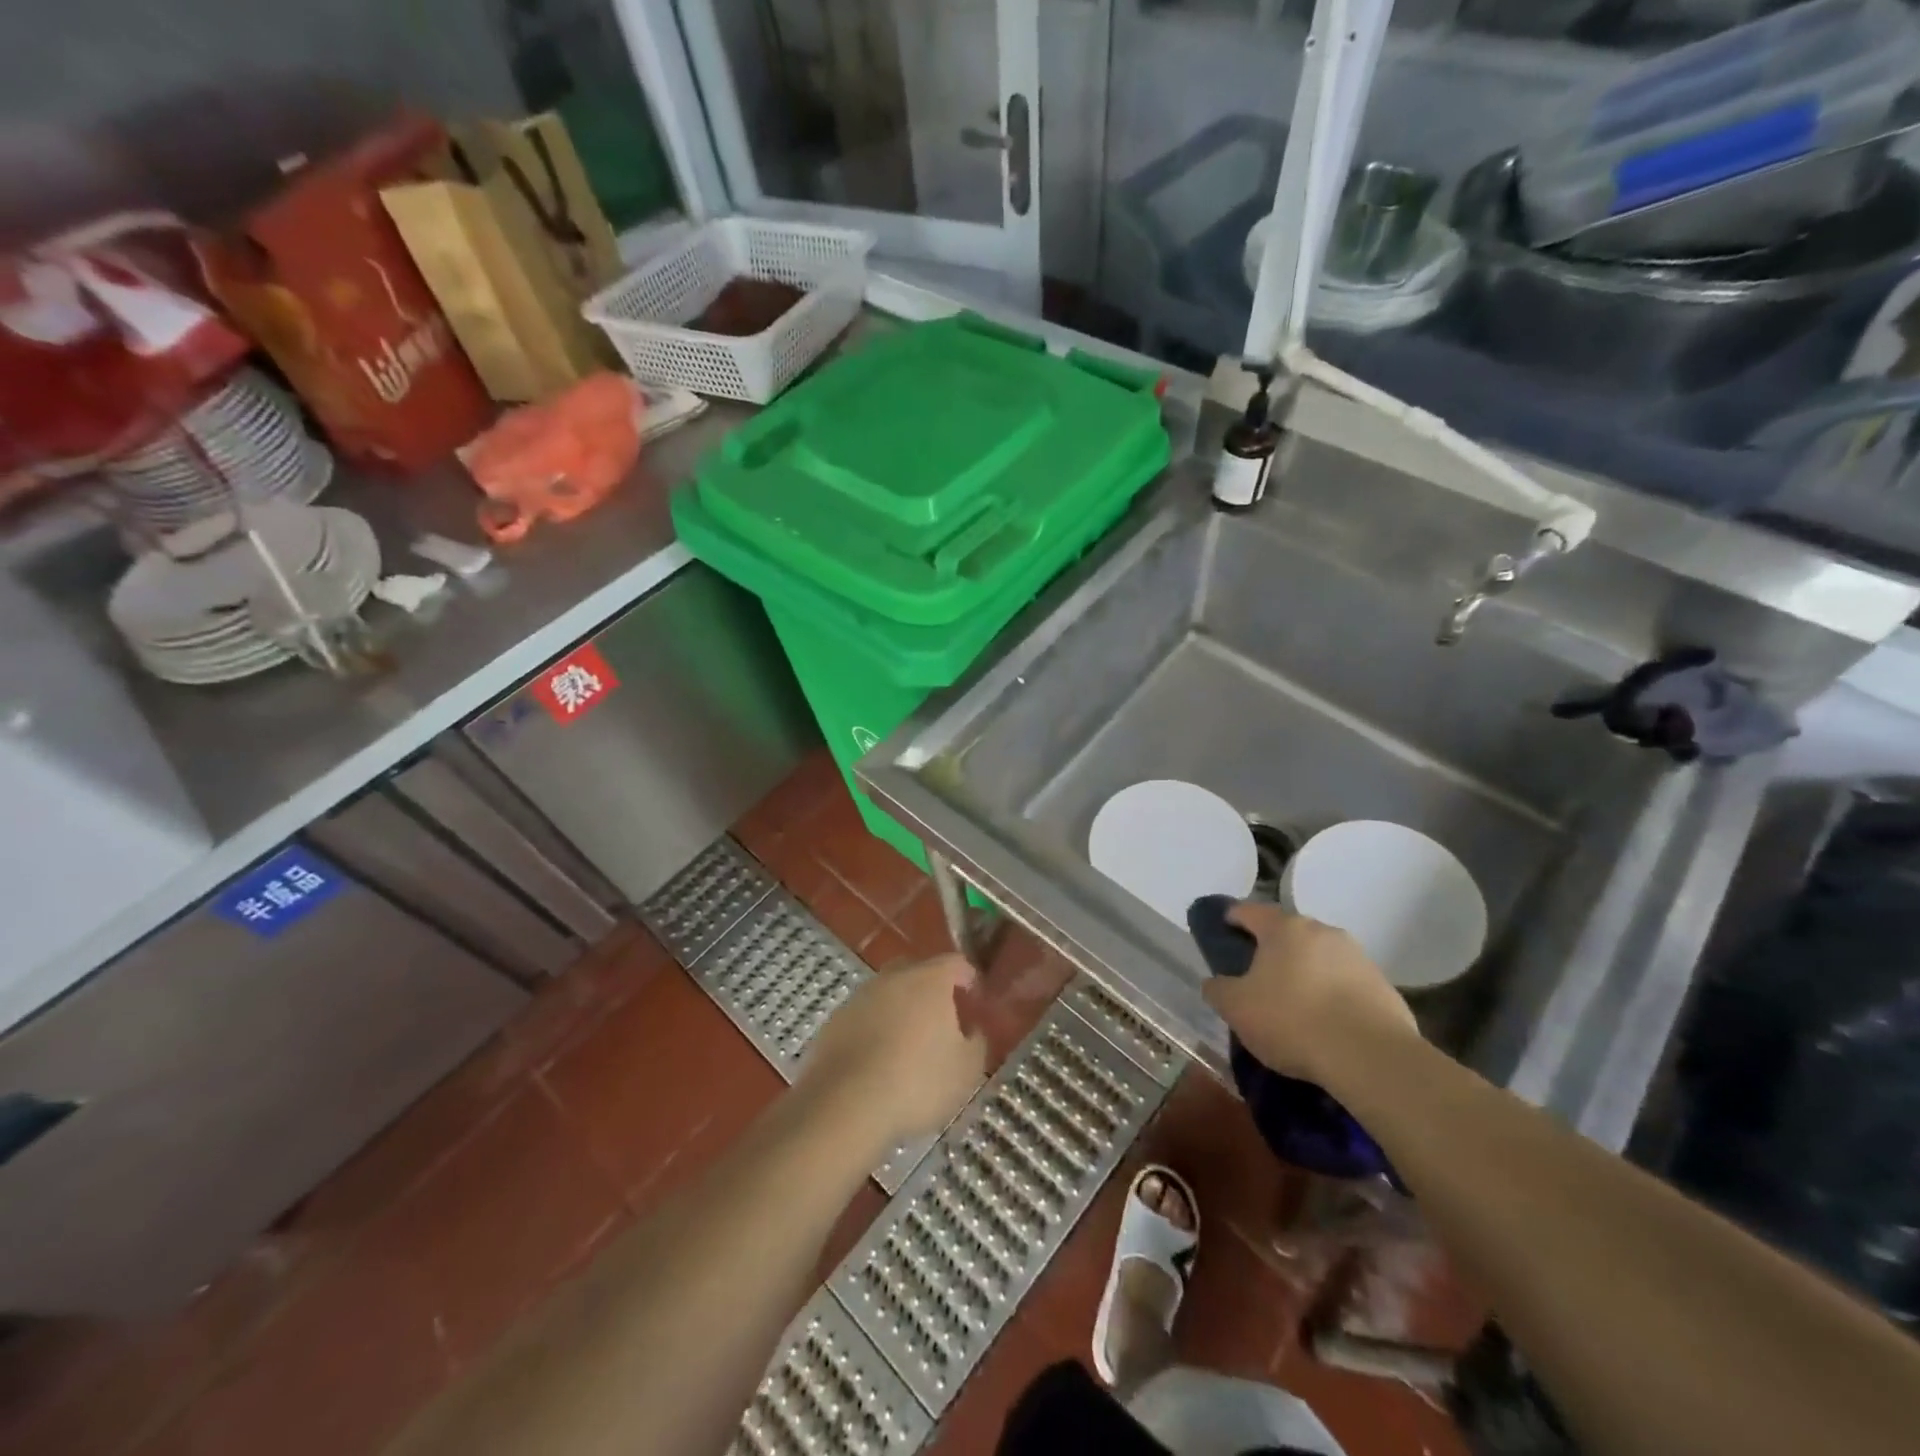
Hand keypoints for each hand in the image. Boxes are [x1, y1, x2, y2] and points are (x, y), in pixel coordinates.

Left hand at [798, 955, 987, 1151]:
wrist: (845, 1105)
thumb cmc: (917, 1082)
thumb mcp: (966, 1070)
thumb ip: (977, 1042)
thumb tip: (973, 1030)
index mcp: (930, 979)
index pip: (956, 963)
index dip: (968, 980)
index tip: (975, 1004)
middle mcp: (893, 977)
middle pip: (917, 972)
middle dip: (931, 991)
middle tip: (942, 1022)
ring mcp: (859, 997)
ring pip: (887, 994)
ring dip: (899, 1011)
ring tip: (908, 1047)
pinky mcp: (834, 1022)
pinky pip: (863, 1018)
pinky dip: (874, 1031)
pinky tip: (878, 1062)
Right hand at [1201, 901, 1418, 1080]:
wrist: (1371, 1057)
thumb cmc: (1292, 1020)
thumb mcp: (1236, 1008)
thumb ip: (1218, 989)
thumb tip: (1216, 982)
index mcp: (1283, 928)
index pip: (1248, 910)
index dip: (1230, 919)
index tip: (1221, 934)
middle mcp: (1322, 931)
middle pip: (1287, 933)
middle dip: (1270, 950)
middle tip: (1255, 977)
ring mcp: (1358, 957)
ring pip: (1319, 958)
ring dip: (1304, 973)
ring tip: (1294, 1006)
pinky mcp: (1384, 987)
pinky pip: (1346, 984)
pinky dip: (1332, 996)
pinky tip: (1325, 1025)